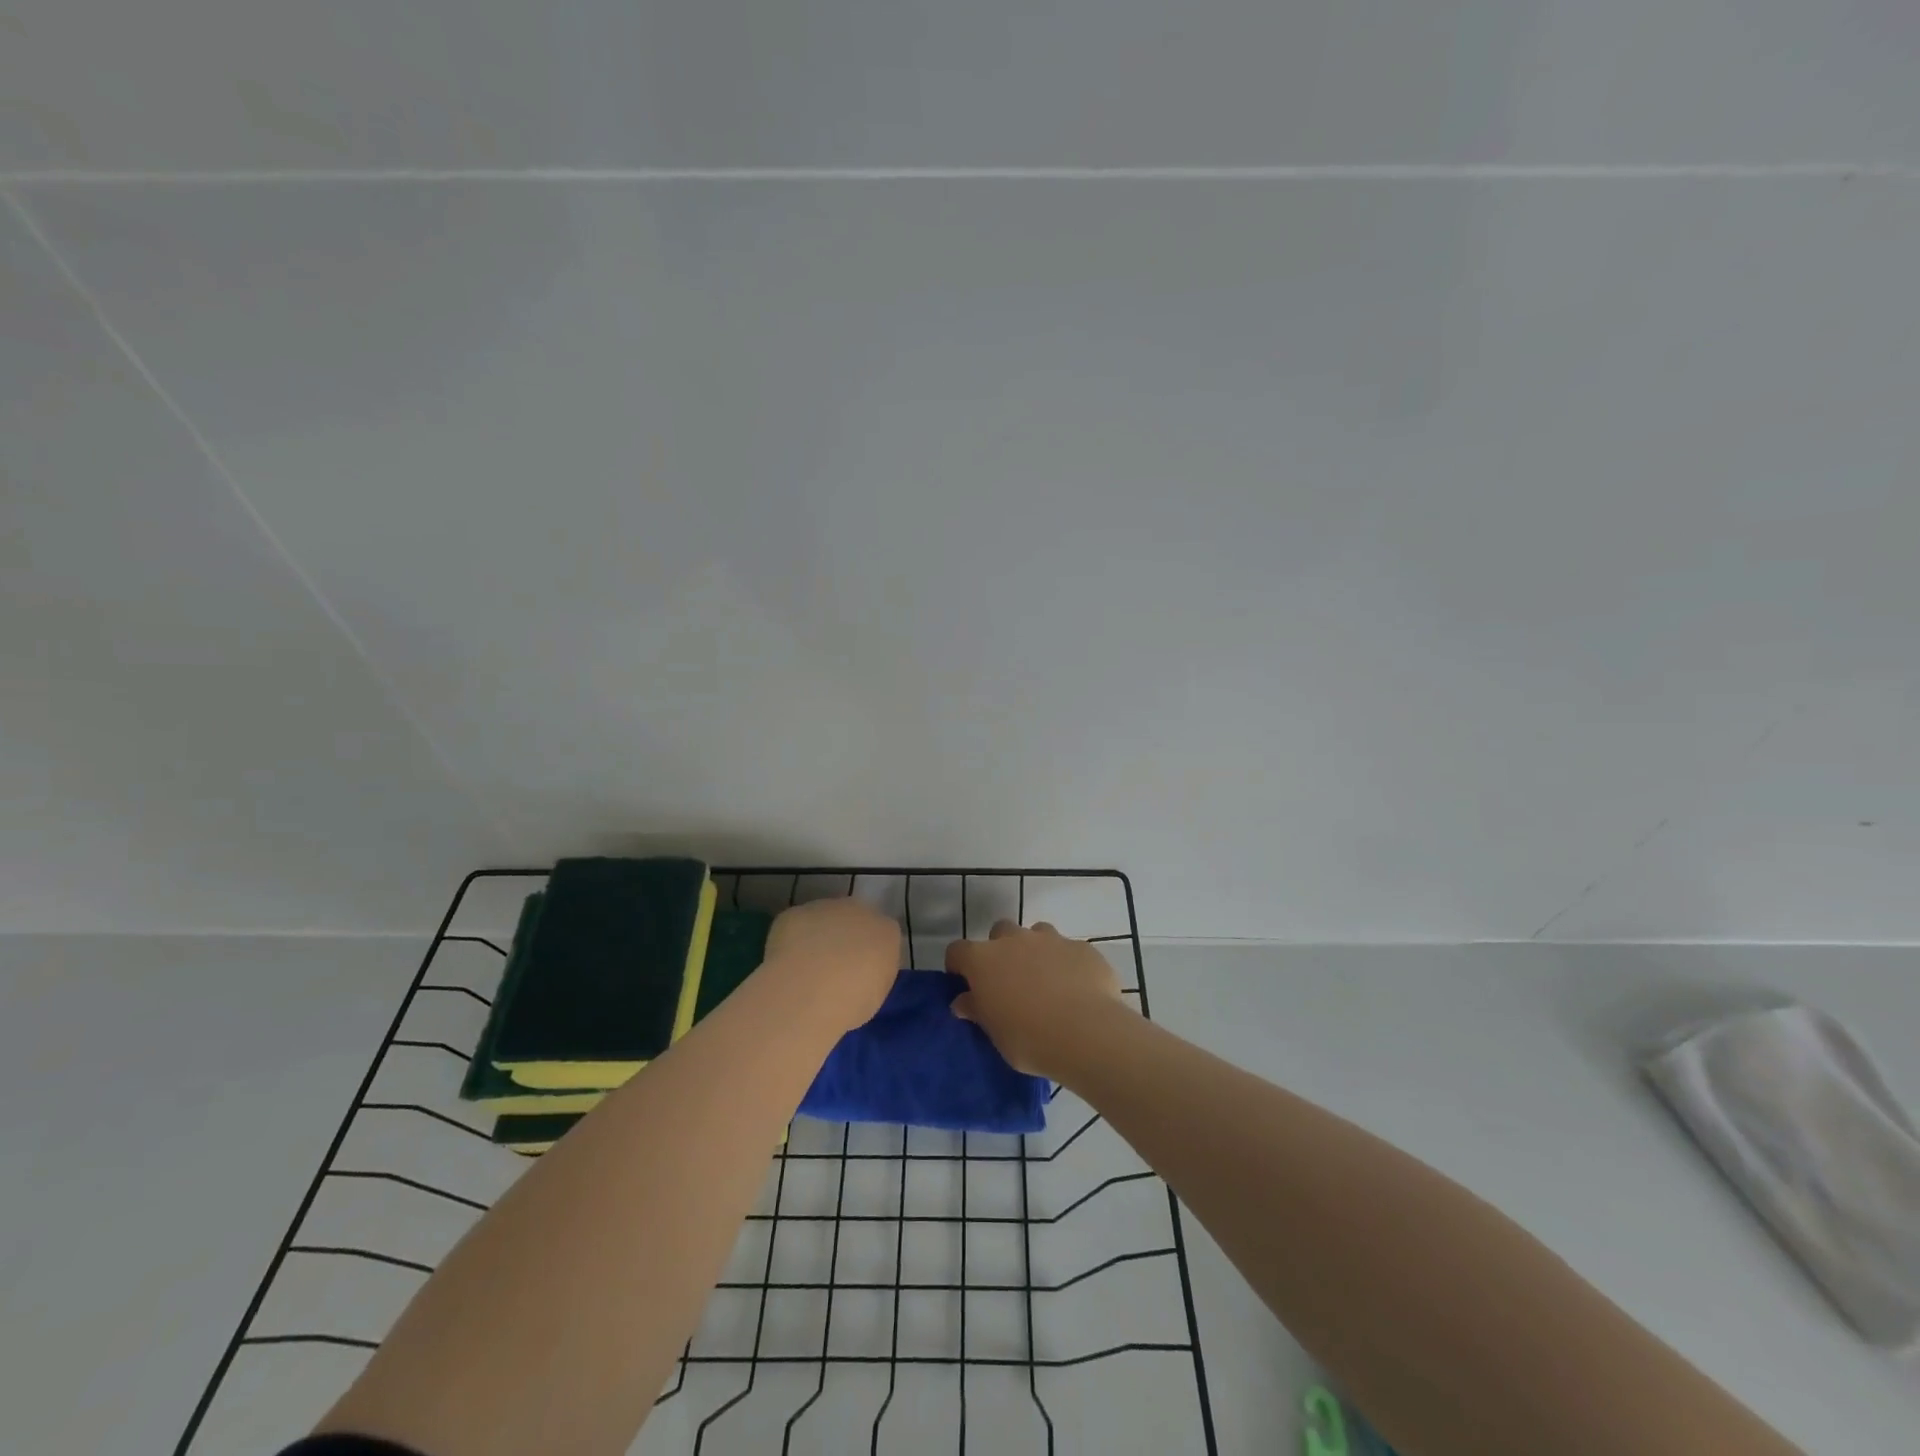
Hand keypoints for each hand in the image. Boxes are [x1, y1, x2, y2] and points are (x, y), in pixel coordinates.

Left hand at [764, 898, 900, 1032]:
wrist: (811, 990)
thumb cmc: (853, 1001)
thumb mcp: (875, 995)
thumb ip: (872, 975)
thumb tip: (860, 975)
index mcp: (886, 932)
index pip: (882, 935)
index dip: (868, 954)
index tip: (859, 974)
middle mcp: (859, 910)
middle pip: (853, 920)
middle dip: (844, 939)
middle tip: (832, 969)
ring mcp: (825, 908)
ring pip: (823, 919)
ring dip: (817, 936)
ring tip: (804, 969)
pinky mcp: (795, 913)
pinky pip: (796, 926)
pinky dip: (791, 940)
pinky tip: (785, 964)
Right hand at [944, 921, 1126, 1077]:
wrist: (1087, 1034)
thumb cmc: (1030, 1039)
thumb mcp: (996, 1034)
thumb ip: (978, 1011)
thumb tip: (963, 1001)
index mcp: (984, 960)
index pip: (957, 951)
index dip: (959, 965)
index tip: (965, 984)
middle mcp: (1015, 940)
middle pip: (1000, 932)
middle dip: (1001, 950)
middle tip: (1010, 981)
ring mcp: (1051, 939)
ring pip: (1036, 934)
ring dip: (1035, 951)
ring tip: (1046, 981)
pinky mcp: (1081, 947)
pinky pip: (1068, 949)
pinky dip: (1067, 963)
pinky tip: (1077, 988)